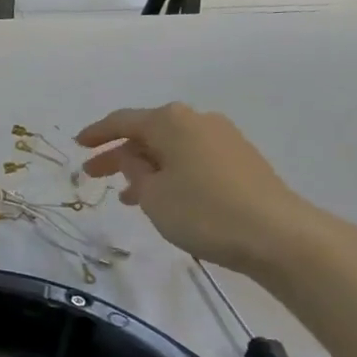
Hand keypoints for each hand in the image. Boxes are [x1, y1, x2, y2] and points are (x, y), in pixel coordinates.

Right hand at [75, 104, 317, 274]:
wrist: (278, 236)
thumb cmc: (203, 210)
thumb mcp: (152, 194)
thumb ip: (133, 170)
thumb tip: (134, 158)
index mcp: (170, 121)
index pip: (122, 121)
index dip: (97, 133)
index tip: (77, 145)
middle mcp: (197, 120)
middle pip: (148, 133)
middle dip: (119, 153)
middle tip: (94, 173)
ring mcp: (223, 139)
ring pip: (170, 148)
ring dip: (145, 167)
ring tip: (127, 195)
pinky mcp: (241, 161)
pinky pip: (191, 159)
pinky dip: (170, 172)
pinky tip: (162, 197)